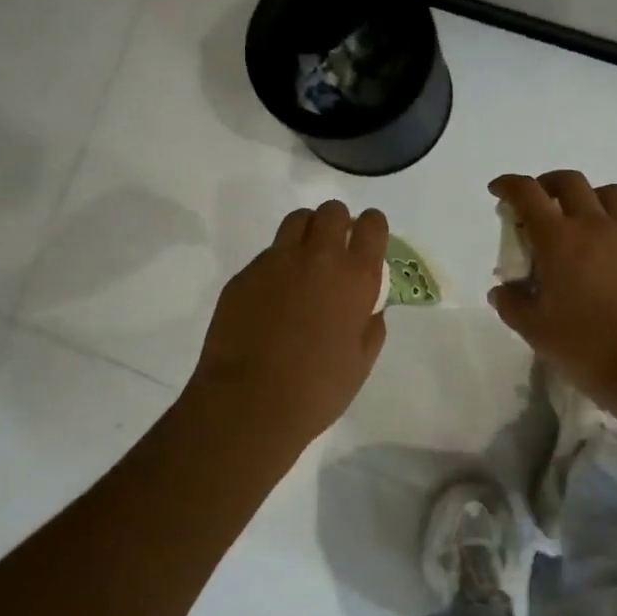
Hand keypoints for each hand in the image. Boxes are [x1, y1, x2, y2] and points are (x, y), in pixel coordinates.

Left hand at [186, 200, 389, 452]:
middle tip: (334, 249)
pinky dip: (276, 265)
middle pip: (331, 211)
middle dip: (337, 223)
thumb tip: (370, 306)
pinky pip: (267, 255)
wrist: (249, 404)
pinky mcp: (245, 274)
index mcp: (355, 277)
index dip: (371, 227)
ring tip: (303, 261)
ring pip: (297, 221)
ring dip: (306, 232)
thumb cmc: (317, 390)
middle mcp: (318, 258)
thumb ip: (371, 324)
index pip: (372, 223)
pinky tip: (272, 298)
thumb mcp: (361, 361)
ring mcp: (277, 262)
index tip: (367, 241)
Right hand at [488, 171, 616, 410]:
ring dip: (587, 196)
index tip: (497, 190)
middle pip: (570, 182)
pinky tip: (604, 260)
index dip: (508, 184)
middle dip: (547, 184)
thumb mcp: (535, 330)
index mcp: (559, 239)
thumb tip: (503, 291)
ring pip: (609, 194)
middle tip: (537, 204)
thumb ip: (513, 304)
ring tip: (576, 220)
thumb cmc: (587, 347)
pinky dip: (611, 227)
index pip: (528, 193)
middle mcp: (595, 227)